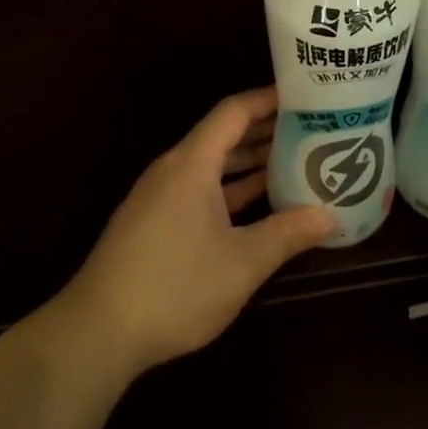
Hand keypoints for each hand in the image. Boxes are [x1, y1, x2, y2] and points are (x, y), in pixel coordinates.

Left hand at [54, 86, 333, 380]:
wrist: (98, 331)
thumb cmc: (175, 287)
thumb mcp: (241, 263)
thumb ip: (286, 234)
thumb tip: (329, 216)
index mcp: (192, 163)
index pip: (234, 111)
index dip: (268, 99)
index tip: (304, 97)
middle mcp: (174, 168)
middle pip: (223, 134)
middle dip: (265, 129)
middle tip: (311, 130)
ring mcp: (160, 195)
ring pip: (211, 164)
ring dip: (248, 160)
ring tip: (294, 159)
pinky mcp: (154, 220)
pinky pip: (199, 187)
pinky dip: (229, 186)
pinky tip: (257, 201)